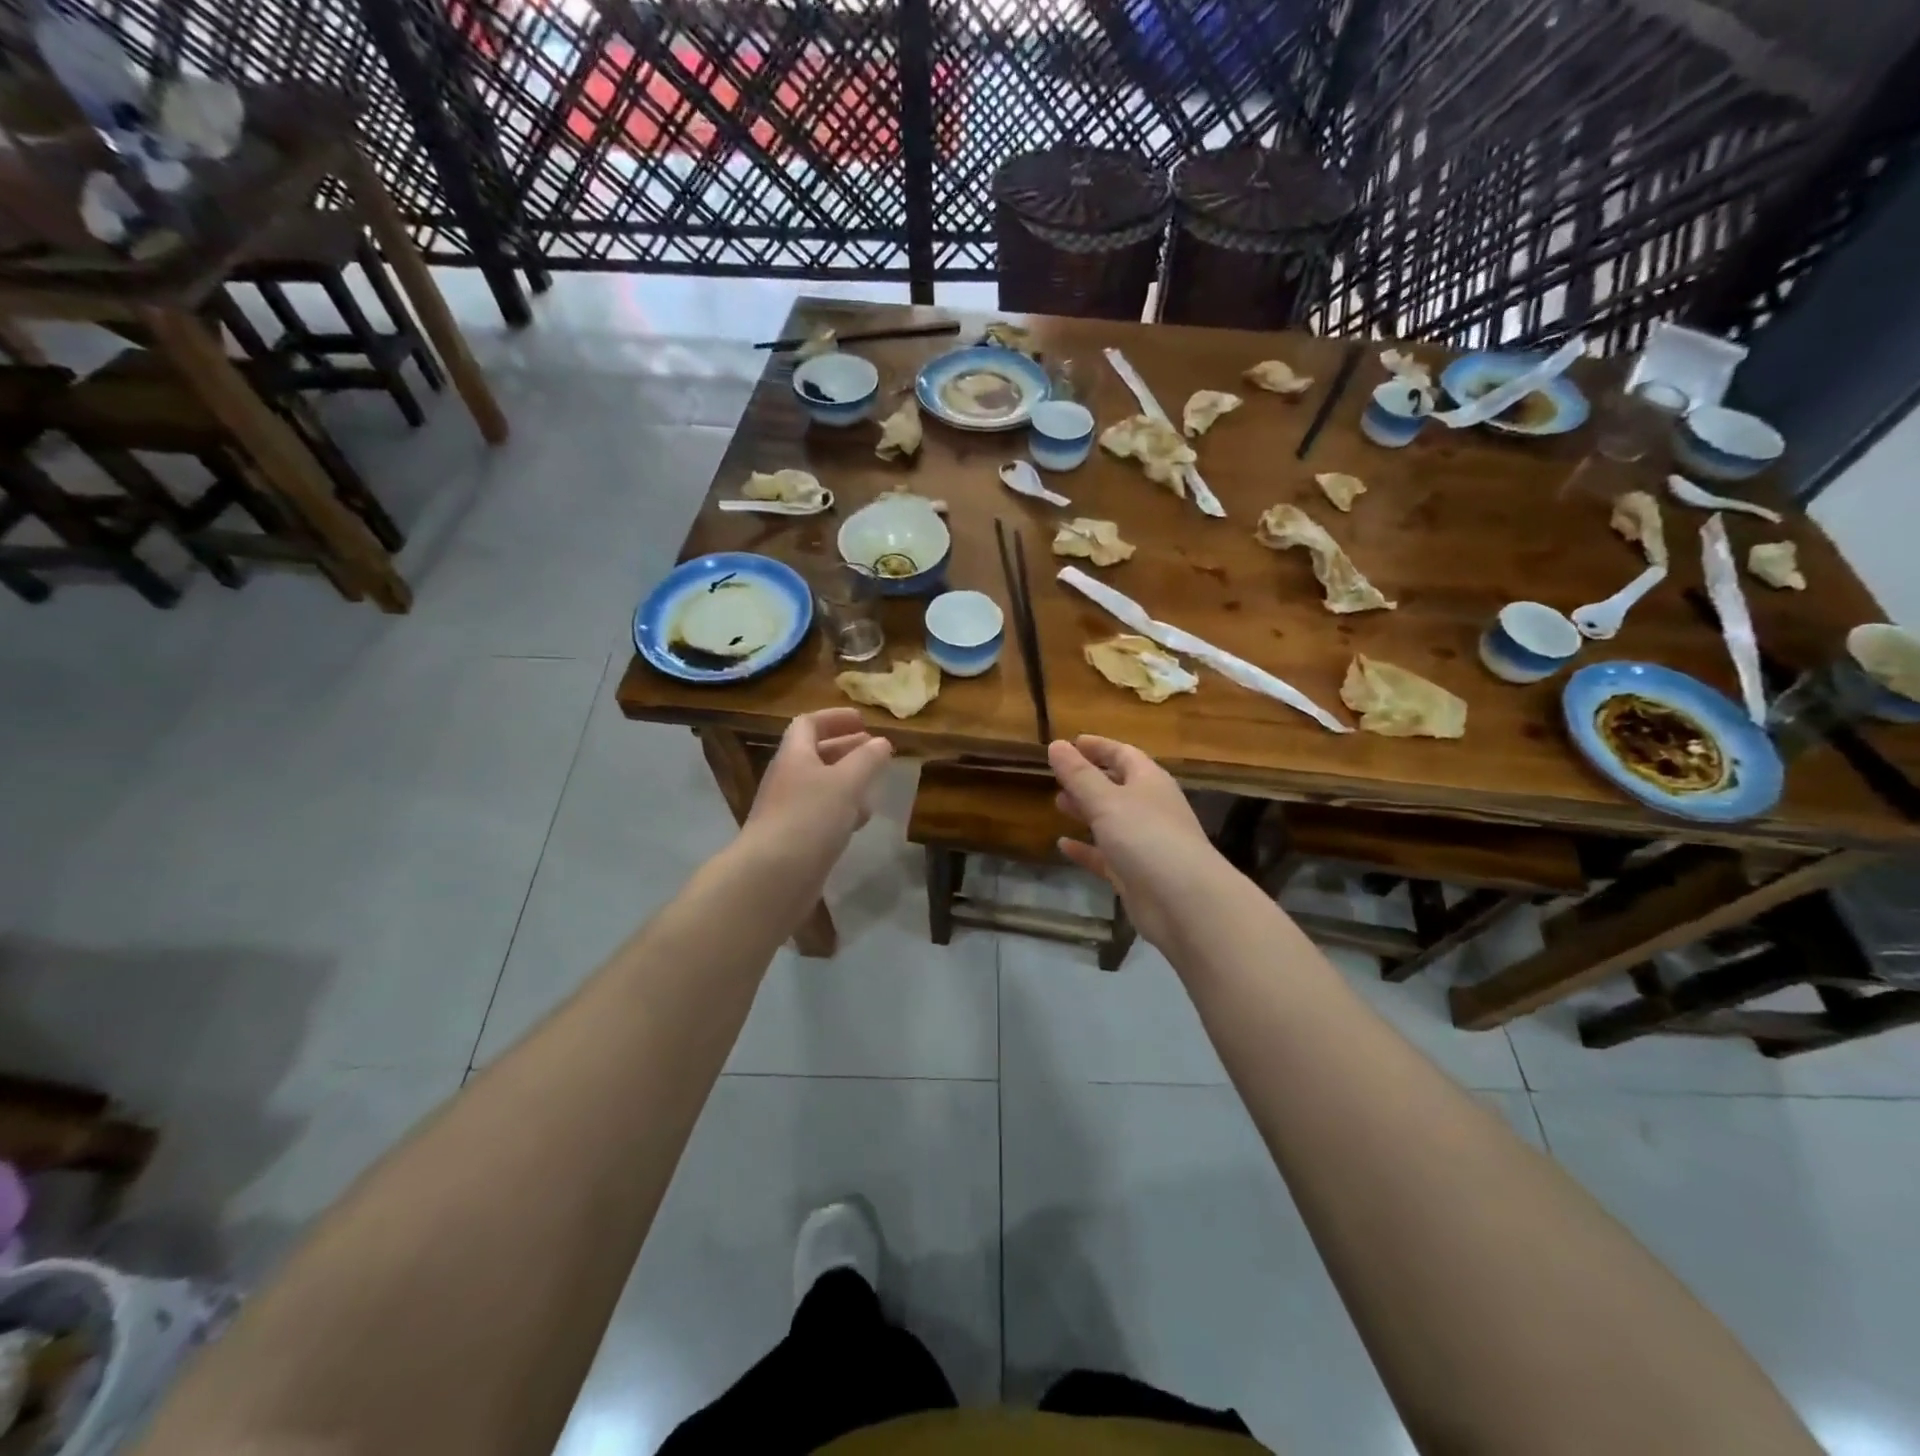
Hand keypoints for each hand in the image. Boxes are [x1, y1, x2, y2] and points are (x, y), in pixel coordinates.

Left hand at [745, 708, 893, 868]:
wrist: (772, 876)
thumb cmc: (810, 818)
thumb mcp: (846, 783)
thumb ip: (867, 760)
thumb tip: (882, 742)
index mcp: (794, 756)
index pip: (808, 724)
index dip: (835, 719)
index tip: (863, 721)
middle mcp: (787, 778)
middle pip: (815, 754)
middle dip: (846, 749)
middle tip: (874, 750)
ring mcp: (789, 810)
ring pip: (820, 785)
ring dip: (847, 780)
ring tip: (873, 785)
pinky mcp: (795, 838)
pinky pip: (821, 814)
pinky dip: (842, 810)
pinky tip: (860, 820)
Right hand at [1049, 734, 1225, 948]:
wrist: (1183, 902)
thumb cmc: (1146, 837)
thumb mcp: (1106, 800)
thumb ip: (1078, 775)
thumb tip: (1055, 744)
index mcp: (1149, 782)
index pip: (1123, 753)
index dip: (1098, 746)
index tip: (1072, 742)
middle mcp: (1150, 808)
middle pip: (1118, 785)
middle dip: (1089, 778)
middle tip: (1059, 776)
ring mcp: (1144, 842)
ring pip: (1111, 820)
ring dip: (1086, 810)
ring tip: (1058, 803)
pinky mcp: (1135, 873)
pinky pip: (1106, 855)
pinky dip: (1086, 849)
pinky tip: (1062, 845)